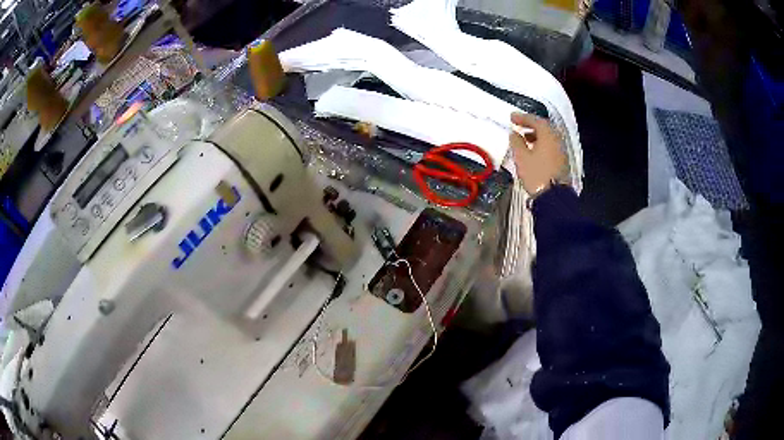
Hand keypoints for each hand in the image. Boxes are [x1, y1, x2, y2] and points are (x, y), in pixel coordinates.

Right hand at [510, 112, 566, 194]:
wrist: (553, 197)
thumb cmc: (536, 174)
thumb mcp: (521, 157)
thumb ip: (516, 142)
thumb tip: (514, 134)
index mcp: (548, 135)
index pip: (535, 120)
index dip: (522, 117)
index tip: (512, 117)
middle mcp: (557, 139)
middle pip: (544, 127)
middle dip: (531, 125)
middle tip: (519, 125)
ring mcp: (561, 150)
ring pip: (548, 137)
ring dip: (536, 135)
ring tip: (524, 138)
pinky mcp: (562, 161)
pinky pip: (551, 146)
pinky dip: (542, 143)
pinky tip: (533, 150)